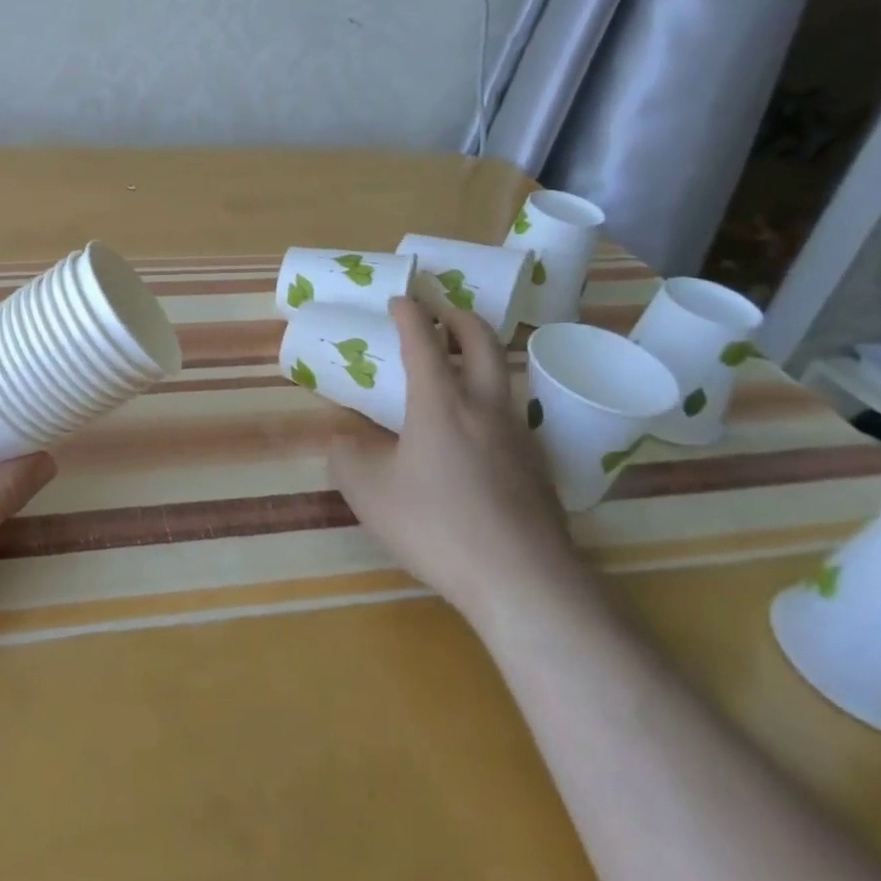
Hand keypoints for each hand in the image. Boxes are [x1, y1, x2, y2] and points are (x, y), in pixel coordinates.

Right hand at [330, 297, 577, 625]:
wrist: (523, 580)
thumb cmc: (438, 526)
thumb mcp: (370, 494)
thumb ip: (348, 458)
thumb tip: (342, 440)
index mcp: (440, 402)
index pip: (424, 339)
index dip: (409, 313)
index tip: (399, 300)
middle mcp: (484, 405)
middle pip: (481, 339)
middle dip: (458, 316)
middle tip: (440, 312)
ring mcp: (518, 433)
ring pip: (503, 373)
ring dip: (481, 355)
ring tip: (457, 366)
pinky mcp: (537, 464)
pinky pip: (511, 411)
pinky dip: (490, 397)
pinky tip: (476, 430)